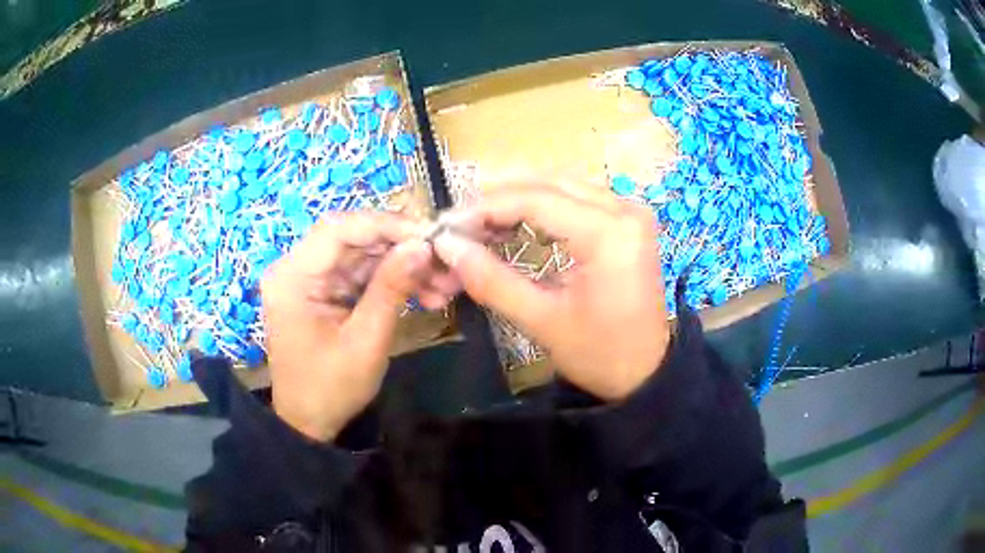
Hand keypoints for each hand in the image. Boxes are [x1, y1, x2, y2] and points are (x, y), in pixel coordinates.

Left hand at [261, 213, 438, 441]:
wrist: (310, 422)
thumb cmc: (331, 388)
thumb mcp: (366, 340)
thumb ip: (391, 287)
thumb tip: (422, 244)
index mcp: (293, 276)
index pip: (339, 229)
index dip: (386, 225)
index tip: (430, 235)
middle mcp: (297, 268)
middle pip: (354, 239)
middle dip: (402, 248)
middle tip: (444, 261)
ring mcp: (311, 279)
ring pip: (363, 255)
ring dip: (403, 266)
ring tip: (444, 285)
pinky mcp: (325, 291)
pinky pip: (361, 274)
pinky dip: (392, 281)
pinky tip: (425, 293)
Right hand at [433, 182, 670, 400]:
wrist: (647, 373)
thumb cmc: (600, 355)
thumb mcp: (542, 322)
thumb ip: (492, 280)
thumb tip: (448, 246)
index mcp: (608, 233)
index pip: (535, 200)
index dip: (485, 208)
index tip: (447, 226)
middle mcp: (623, 209)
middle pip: (549, 183)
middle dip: (498, 198)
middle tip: (460, 222)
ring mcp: (629, 211)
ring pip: (563, 184)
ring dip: (519, 197)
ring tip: (481, 221)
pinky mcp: (628, 221)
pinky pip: (578, 197)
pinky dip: (542, 205)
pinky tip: (515, 222)